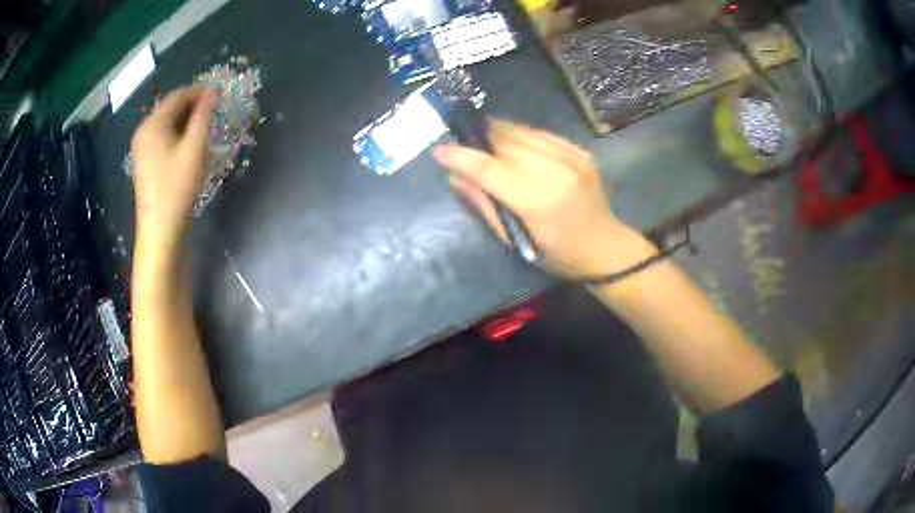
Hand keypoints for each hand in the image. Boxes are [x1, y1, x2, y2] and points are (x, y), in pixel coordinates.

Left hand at [131, 85, 211, 244]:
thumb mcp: (194, 149)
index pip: (177, 96)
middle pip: (170, 108)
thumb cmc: (177, 189)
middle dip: (193, 104)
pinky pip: (163, 137)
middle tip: (216, 108)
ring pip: (167, 123)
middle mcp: (143, 132)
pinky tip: (191, 141)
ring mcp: (142, 148)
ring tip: (207, 123)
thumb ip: (203, 116)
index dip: (199, 91)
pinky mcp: (145, 162)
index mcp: (152, 125)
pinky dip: (178, 133)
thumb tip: (212, 92)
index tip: (220, 91)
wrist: (161, 232)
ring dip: (187, 119)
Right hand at [434, 119, 655, 278]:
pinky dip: (522, 136)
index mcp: (538, 201)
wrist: (607, 248)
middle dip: (480, 141)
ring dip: (499, 133)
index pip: (489, 169)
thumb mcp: (517, 241)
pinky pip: (541, 134)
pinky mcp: (581, 151)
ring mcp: (572, 157)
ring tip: (485, 140)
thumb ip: (485, 206)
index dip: (461, 157)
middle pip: (505, 142)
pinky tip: (514, 144)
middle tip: (465, 147)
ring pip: (523, 132)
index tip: (439, 151)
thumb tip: (455, 177)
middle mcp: (556, 171)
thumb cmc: (559, 255)